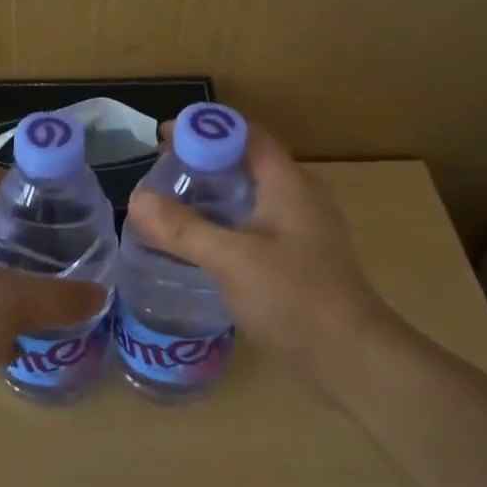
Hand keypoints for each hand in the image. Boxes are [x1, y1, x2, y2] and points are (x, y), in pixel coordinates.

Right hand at [125, 123, 400, 395]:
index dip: (204, 129)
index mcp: (289, 183)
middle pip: (246, 164)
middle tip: (159, 175)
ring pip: (251, 197)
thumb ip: (183, 229)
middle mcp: (299, 197)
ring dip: (213, 196)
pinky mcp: (298, 260)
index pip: (245, 135)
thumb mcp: (232, 259)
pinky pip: (255, 227)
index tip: (162, 139)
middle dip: (202, 163)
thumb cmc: (294, 297)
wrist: (350, 356)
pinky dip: (226, 225)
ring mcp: (302, 230)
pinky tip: (199, 245)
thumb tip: (136, 199)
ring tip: (170, 206)